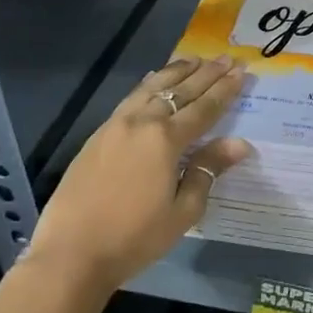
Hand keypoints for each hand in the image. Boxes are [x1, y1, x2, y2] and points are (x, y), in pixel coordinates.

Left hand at [30, 56, 249, 289]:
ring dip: (176, 72)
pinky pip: (130, 98)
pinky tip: (154, 81)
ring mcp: (115, 126)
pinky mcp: (97, 136)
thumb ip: (207, 170)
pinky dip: (149, 85)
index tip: (241, 70)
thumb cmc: (134, 238)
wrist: (70, 255)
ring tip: (194, 59)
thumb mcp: (182, 211)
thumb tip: (239, 143)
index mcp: (165, 140)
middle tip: (226, 58)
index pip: (204, 108)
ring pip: (151, 88)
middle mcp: (141, 123)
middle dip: (206, 74)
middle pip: (180, 91)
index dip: (225, 89)